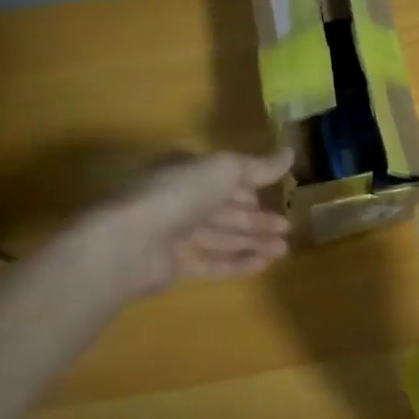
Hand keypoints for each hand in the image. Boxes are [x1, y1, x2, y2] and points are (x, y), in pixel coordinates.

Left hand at [84, 149, 294, 297]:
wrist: (128, 242)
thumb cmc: (178, 193)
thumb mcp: (225, 169)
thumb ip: (258, 165)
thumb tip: (290, 152)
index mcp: (187, 170)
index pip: (223, 176)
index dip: (250, 185)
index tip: (277, 195)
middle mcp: (179, 199)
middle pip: (225, 208)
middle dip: (256, 218)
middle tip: (288, 227)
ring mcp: (175, 233)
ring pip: (221, 236)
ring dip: (253, 241)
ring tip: (284, 249)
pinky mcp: (173, 265)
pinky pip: (211, 262)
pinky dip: (237, 262)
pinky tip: (264, 264)